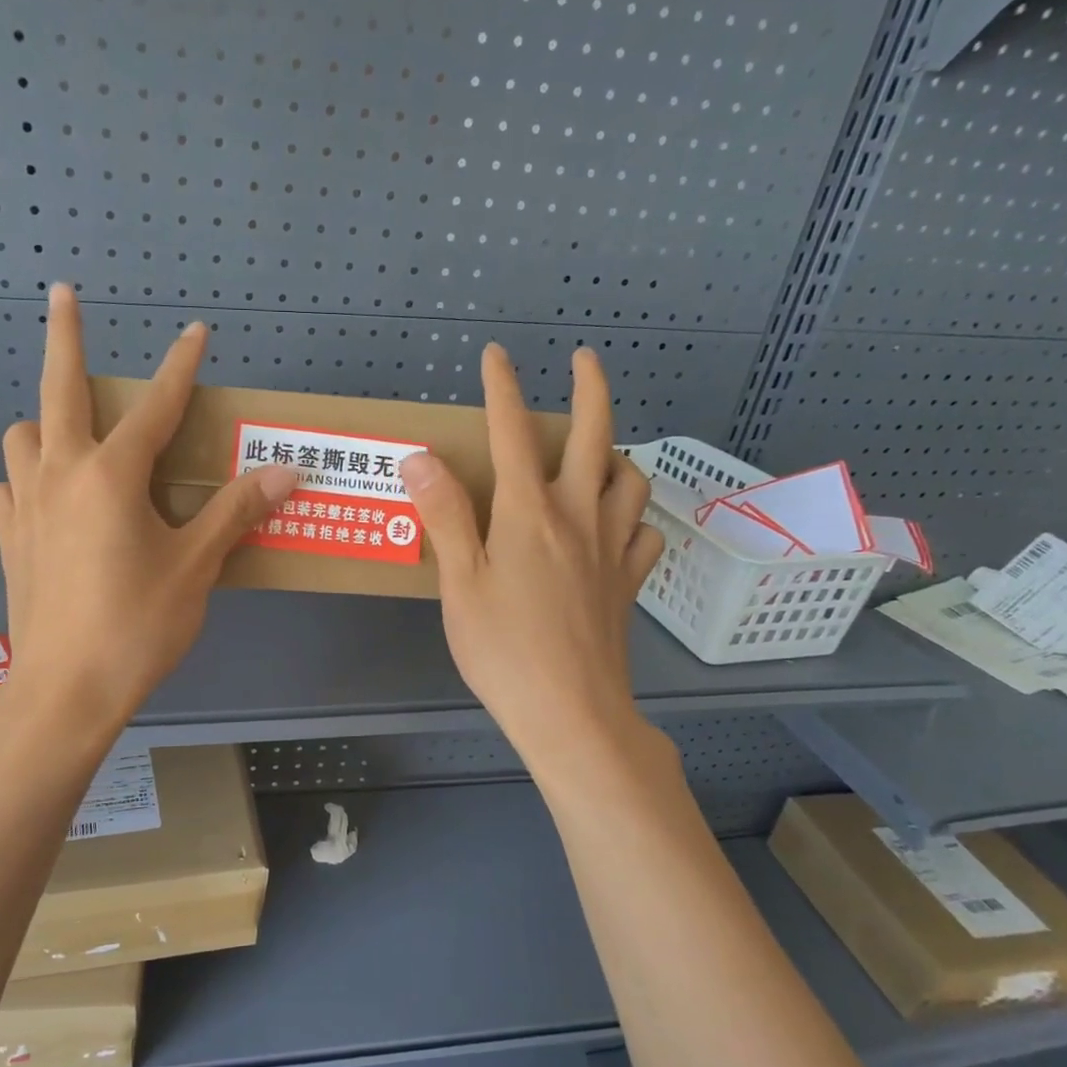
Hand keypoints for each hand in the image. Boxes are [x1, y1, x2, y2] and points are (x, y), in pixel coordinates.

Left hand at [0, 286, 296, 724]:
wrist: (65, 691)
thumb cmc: (137, 626)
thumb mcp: (196, 567)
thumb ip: (236, 513)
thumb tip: (286, 473)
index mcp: (111, 476)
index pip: (158, 406)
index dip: (182, 365)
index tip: (196, 330)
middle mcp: (61, 474)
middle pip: (59, 388)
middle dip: (65, 334)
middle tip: (64, 293)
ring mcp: (26, 506)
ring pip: (23, 436)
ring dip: (47, 421)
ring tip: (74, 435)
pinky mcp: (9, 540)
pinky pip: (10, 488)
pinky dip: (28, 479)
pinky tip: (49, 499)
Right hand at [399, 344, 664, 765]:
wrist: (571, 712)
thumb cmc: (503, 650)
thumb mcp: (460, 583)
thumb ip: (444, 516)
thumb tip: (421, 458)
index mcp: (528, 512)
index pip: (512, 432)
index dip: (503, 387)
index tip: (497, 354)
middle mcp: (578, 516)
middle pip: (595, 436)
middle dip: (591, 388)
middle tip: (584, 360)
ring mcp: (612, 549)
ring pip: (632, 480)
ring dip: (618, 453)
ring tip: (600, 453)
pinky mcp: (629, 584)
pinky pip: (645, 534)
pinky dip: (635, 517)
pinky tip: (619, 525)